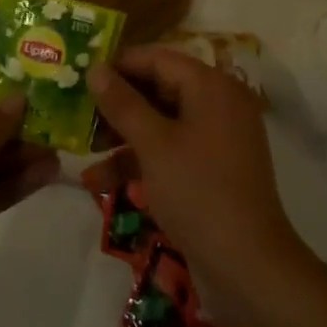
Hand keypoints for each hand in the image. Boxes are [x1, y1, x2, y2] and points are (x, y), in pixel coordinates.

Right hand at [87, 45, 303, 302]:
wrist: (249, 269)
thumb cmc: (198, 192)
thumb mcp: (153, 144)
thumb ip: (122, 102)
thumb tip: (95, 68)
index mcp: (211, 87)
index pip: (157, 58)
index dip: (118, 64)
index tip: (80, 74)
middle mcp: (217, 104)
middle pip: (158, 89)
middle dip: (116, 103)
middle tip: (76, 111)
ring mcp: (216, 139)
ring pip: (160, 123)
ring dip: (122, 136)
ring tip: (81, 149)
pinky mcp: (211, 170)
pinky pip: (170, 150)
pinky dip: (140, 161)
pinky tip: (99, 181)